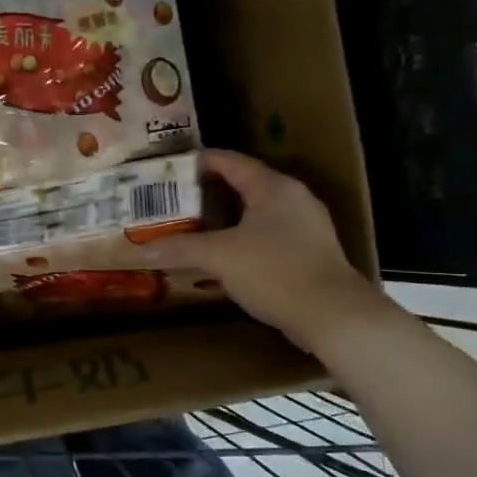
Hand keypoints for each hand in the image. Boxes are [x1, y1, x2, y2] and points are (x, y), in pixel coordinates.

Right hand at [140, 150, 384, 350]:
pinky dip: (244, 241)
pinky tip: (226, 259)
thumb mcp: (219, 257)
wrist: (331, 315)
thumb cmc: (274, 271)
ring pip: (258, 214)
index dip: (200, 162)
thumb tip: (144, 251)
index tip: (172, 168)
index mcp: (273, 187)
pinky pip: (269, 237)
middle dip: (210, 194)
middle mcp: (294, 199)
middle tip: (178, 202)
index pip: (231, 162)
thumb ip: (181, 249)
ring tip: (196, 229)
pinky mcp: (311, 254)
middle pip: (245, 186)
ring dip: (227, 221)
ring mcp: (307, 227)